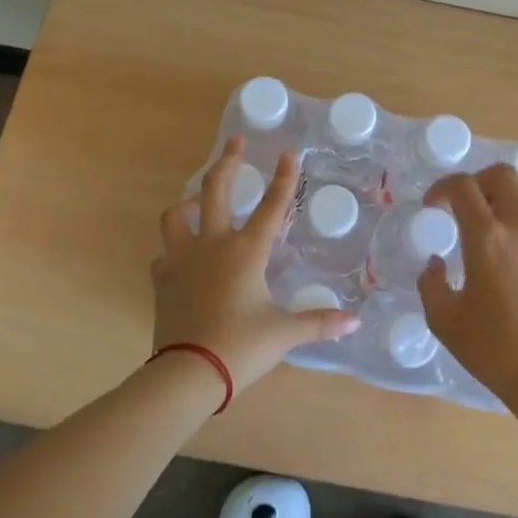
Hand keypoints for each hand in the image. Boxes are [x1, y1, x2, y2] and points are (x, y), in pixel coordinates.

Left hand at [153, 137, 357, 392]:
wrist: (187, 374)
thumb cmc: (240, 347)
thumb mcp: (284, 334)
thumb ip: (319, 323)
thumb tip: (354, 322)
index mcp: (245, 251)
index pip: (271, 206)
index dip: (283, 178)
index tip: (288, 152)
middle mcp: (212, 245)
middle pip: (215, 190)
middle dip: (227, 162)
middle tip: (235, 142)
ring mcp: (182, 260)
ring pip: (176, 216)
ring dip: (189, 202)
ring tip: (199, 201)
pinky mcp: (162, 280)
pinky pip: (165, 254)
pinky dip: (175, 249)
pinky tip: (184, 257)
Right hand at [419, 164, 517, 407]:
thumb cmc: (495, 350)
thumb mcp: (445, 321)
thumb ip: (431, 284)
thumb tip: (436, 264)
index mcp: (487, 237)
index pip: (463, 186)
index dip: (441, 188)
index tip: (432, 207)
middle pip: (501, 173)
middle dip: (475, 180)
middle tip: (461, 205)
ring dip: (503, 190)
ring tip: (488, 215)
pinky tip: (510, 238)